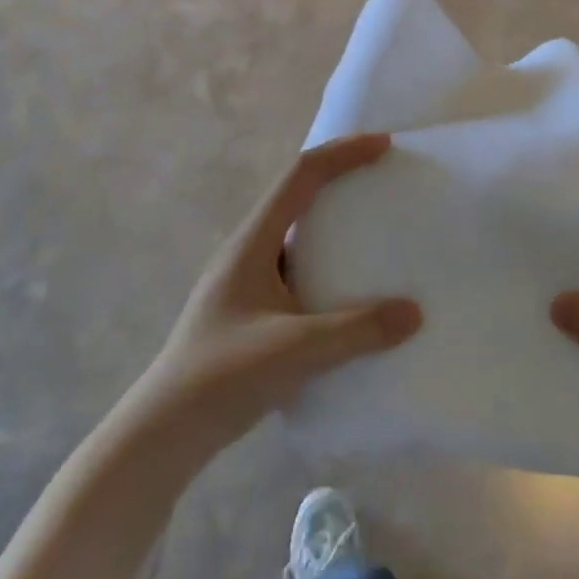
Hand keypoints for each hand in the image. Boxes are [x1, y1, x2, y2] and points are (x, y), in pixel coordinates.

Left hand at [141, 134, 422, 443]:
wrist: (164, 433)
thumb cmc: (224, 377)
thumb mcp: (297, 350)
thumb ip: (358, 331)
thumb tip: (414, 312)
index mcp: (253, 242)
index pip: (301, 175)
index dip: (342, 152)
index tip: (383, 145)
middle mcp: (248, 250)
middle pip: (297, 195)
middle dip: (340, 178)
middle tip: (383, 181)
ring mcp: (246, 280)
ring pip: (296, 234)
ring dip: (333, 224)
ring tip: (375, 233)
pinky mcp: (250, 310)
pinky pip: (296, 268)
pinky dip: (326, 264)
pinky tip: (349, 293)